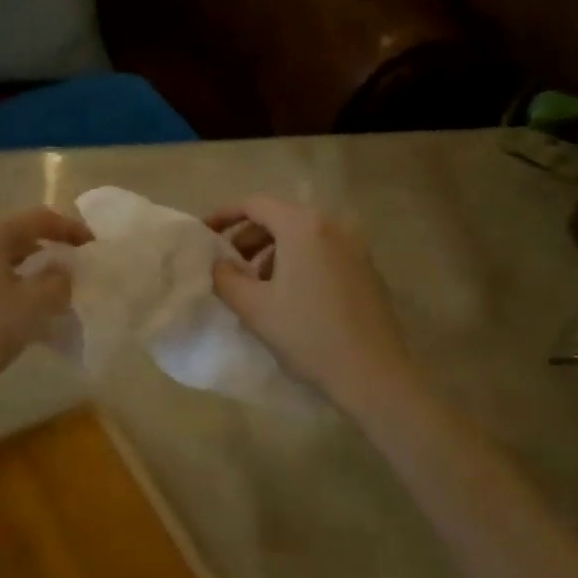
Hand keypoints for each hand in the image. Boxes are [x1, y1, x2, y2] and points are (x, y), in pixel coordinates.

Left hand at [0, 206, 92, 409]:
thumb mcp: (34, 305)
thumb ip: (58, 281)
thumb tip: (61, 269)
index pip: (38, 218)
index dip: (70, 229)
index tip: (92, 244)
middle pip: (13, 233)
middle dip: (44, 248)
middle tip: (69, 267)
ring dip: (22, 266)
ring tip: (44, 289)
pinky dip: (0, 279)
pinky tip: (12, 304)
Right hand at [209, 196, 412, 405]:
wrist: (373, 374)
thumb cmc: (307, 334)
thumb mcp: (253, 307)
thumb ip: (226, 278)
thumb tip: (219, 264)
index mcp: (303, 226)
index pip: (255, 204)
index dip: (225, 214)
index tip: (204, 233)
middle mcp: (332, 225)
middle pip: (280, 216)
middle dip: (248, 235)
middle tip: (227, 262)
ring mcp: (354, 246)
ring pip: (302, 235)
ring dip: (272, 250)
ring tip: (254, 282)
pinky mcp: (366, 268)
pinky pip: (322, 250)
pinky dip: (297, 260)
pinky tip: (287, 293)